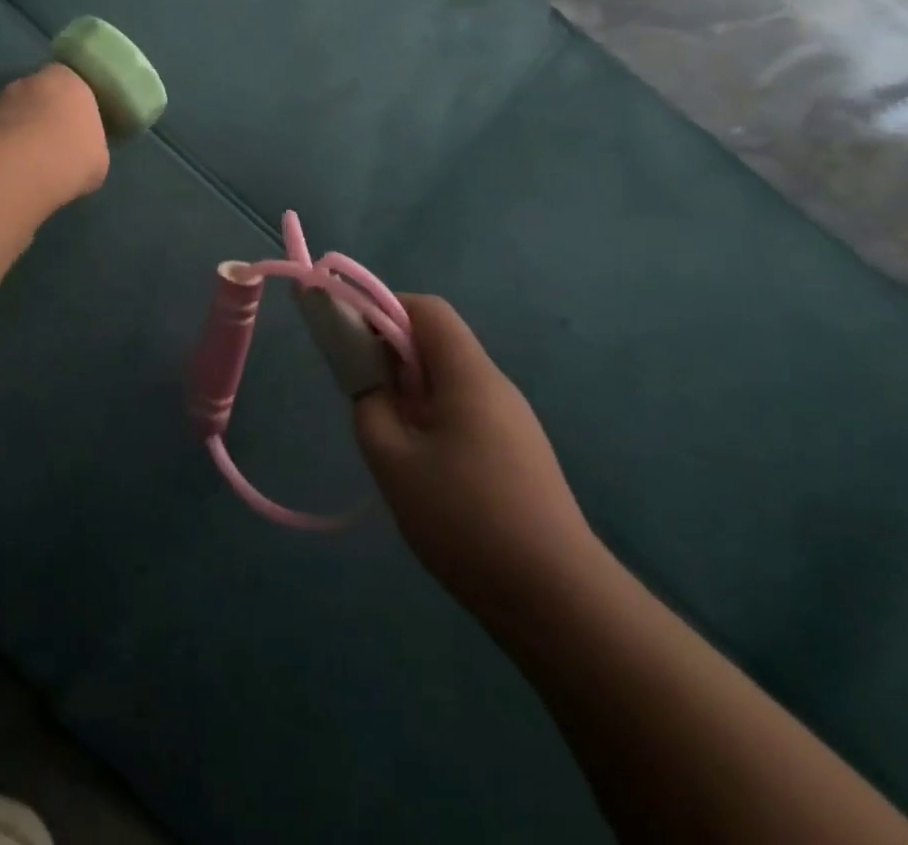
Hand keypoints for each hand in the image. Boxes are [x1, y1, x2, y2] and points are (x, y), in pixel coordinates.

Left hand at [0, 63, 109, 203]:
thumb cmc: (71, 157)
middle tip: (44, 149)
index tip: (71, 130)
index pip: (67, 83)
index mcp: (66, 82)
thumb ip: (87, 145)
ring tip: (16, 167)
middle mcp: (27, 82)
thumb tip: (77, 153)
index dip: (68, 106)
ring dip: (9, 133)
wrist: (19, 170)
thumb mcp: (97, 157)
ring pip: (4, 114)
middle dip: (35, 117)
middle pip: (33, 96)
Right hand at [356, 295, 603, 627]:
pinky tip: (422, 466)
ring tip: (388, 434)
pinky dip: (434, 417)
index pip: (428, 310)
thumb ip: (370, 407)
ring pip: (452, 381)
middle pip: (440, 343)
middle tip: (362, 390)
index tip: (351, 335)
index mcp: (469, 375)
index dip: (385, 308)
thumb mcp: (393, 462)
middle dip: (394, 353)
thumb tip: (370, 384)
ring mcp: (514, 422)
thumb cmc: (466, 520)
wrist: (557, 600)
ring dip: (412, 389)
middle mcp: (496, 387)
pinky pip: (468, 412)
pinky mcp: (520, 454)